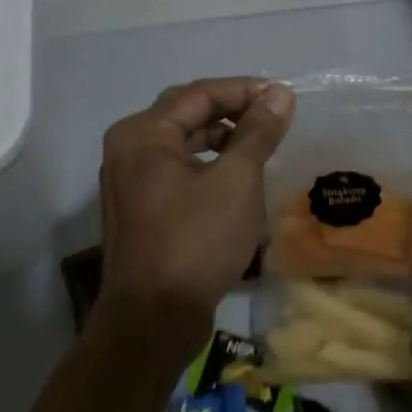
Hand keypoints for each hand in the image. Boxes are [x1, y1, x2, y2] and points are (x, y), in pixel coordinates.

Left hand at [96, 77, 294, 353]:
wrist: (153, 320)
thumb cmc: (196, 241)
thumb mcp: (237, 181)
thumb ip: (258, 131)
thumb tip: (279, 93)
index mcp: (144, 133)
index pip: (200, 93)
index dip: (244, 90)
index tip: (283, 97)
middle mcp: (128, 148)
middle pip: (186, 112)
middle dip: (231, 110)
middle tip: (272, 116)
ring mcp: (128, 179)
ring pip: (181, 141)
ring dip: (220, 136)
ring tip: (258, 143)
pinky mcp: (137, 207)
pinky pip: (175, 168)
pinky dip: (206, 163)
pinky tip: (234, 176)